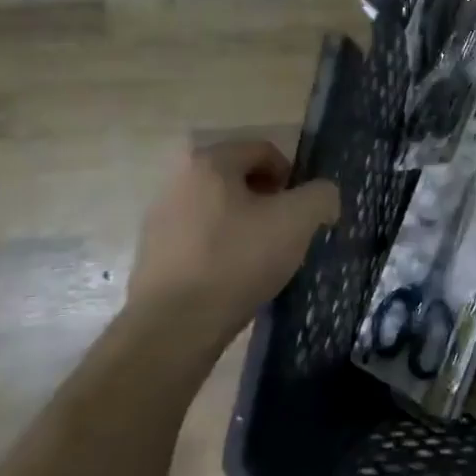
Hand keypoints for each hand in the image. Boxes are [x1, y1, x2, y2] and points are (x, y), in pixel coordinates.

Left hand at [123, 141, 339, 350]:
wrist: (176, 325)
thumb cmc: (238, 259)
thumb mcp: (297, 221)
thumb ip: (321, 195)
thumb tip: (323, 196)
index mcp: (209, 162)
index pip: (263, 150)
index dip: (292, 176)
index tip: (302, 209)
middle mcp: (177, 180)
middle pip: (238, 179)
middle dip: (268, 201)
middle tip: (286, 231)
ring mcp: (160, 217)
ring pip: (219, 209)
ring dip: (245, 224)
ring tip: (262, 257)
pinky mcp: (153, 253)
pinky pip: (200, 237)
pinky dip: (222, 247)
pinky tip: (235, 276)